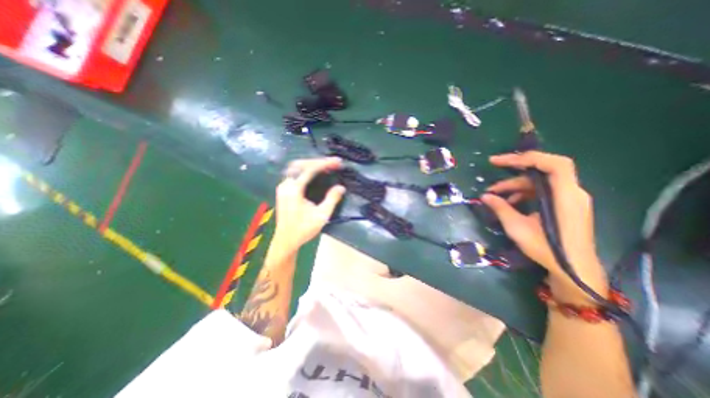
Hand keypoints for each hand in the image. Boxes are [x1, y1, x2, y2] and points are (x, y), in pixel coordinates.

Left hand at [272, 158, 346, 253]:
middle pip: (300, 164)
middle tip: (332, 163)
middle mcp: (286, 185)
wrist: (286, 241)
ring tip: (325, 165)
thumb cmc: (303, 230)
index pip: (309, 169)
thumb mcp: (321, 216)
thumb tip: (341, 187)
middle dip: (317, 161)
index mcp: (294, 190)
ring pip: (296, 168)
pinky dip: (305, 170)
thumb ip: (332, 199)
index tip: (337, 162)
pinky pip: (294, 174)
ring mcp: (283, 187)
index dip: (324, 164)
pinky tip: (314, 173)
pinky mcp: (283, 191)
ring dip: (311, 164)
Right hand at [483, 150, 609, 302]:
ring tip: (496, 195)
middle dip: (514, 172)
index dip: (526, 158)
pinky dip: (525, 193)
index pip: (553, 164)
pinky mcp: (566, 205)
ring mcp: (570, 199)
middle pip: (542, 171)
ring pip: (540, 182)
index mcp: (565, 196)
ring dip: (516, 186)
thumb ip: (501, 208)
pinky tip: (511, 203)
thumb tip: (485, 196)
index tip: (499, 162)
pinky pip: (543, 192)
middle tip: (493, 174)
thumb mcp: (518, 227)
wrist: (573, 270)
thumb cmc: (547, 249)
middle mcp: (572, 192)